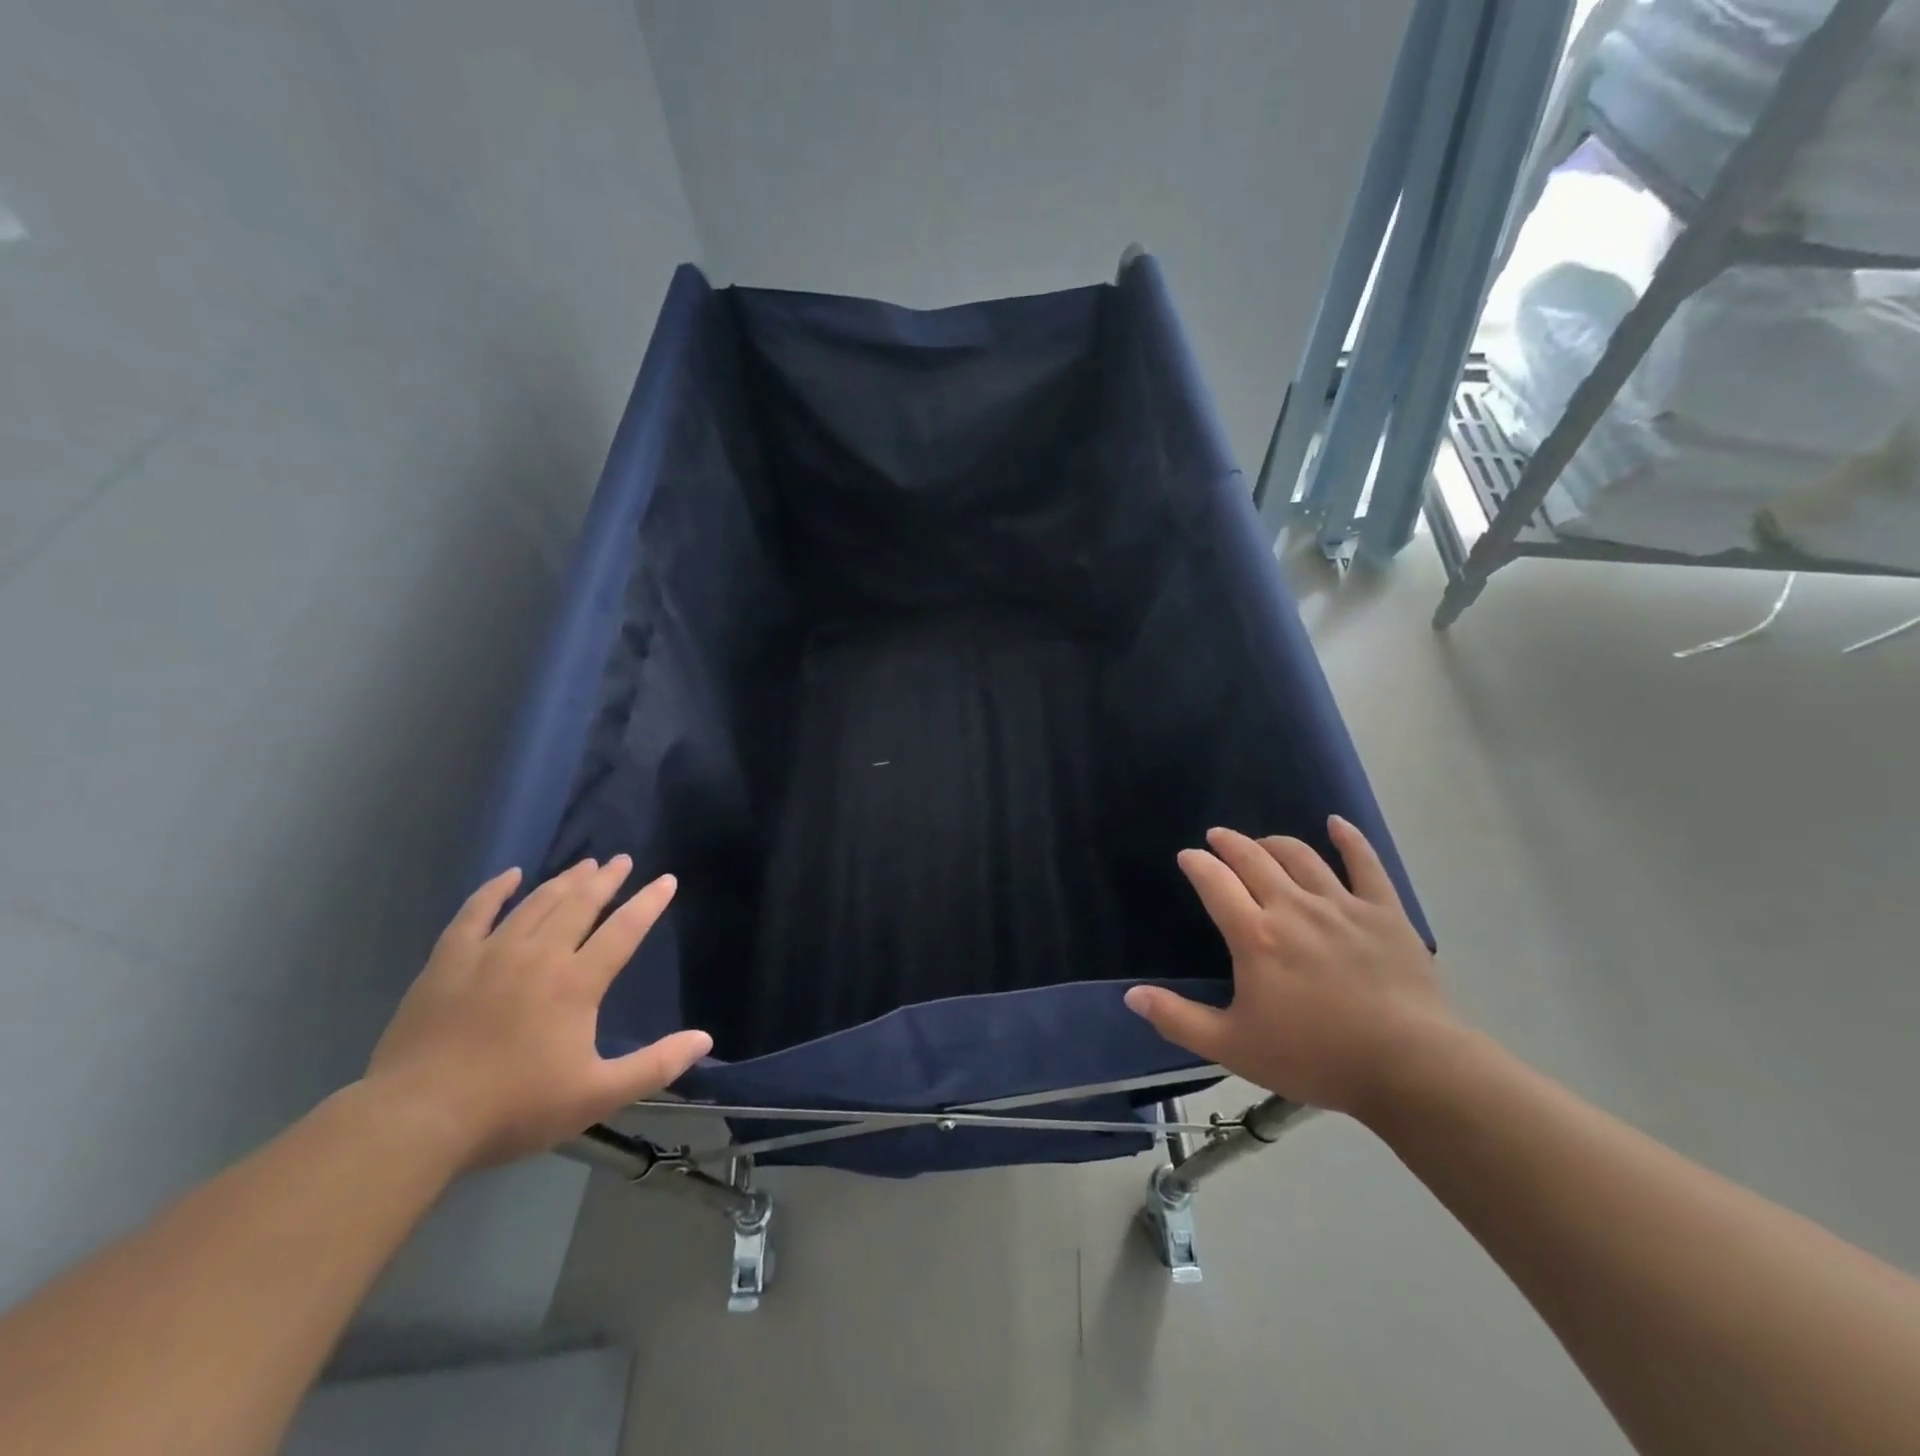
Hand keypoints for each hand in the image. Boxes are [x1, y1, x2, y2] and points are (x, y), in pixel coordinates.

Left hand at [365, 857, 711, 1168]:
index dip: (649, 903)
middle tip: (621, 860)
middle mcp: (539, 955)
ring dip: (563, 881)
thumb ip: (655, 1066)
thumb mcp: (596, 1096)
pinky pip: (475, 913)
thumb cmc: (514, 1108)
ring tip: (583, 865)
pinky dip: (494, 891)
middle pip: (580, 905)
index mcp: (576, 982)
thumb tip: (705, 1040)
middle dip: (605, 880)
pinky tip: (509, 876)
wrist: (416, 1121)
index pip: (624, 930)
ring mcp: (489, 954)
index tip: (666, 880)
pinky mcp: (447, 962)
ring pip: (536, 903)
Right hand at [1124, 819, 1453, 1117]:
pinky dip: (1348, 839)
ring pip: (1301, 856)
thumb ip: (1178, 1019)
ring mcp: (1342, 905)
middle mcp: (1293, 907)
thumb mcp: (1233, 1047)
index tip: (1188, 857)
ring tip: (1262, 843)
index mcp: (1255, 935)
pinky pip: (1365, 863)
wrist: (1410, 1069)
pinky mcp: (1384, 912)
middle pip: (1253, 858)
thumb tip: (1131, 996)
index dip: (1197, 864)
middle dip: (1229, 843)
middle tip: (1217, 838)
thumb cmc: (1315, 1057)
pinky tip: (1337, 824)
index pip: (1215, 882)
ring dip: (1274, 843)